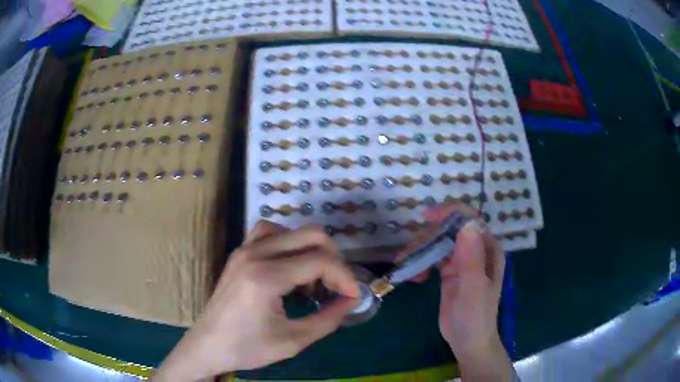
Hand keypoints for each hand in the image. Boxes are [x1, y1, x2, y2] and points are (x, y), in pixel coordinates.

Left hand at [153, 221, 359, 380]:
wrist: (208, 346)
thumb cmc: (247, 348)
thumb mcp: (293, 341)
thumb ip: (329, 319)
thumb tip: (351, 300)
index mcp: (266, 276)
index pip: (321, 260)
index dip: (345, 277)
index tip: (353, 297)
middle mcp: (255, 254)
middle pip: (311, 235)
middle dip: (334, 259)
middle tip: (336, 287)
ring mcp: (244, 250)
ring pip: (290, 229)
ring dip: (310, 249)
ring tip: (312, 278)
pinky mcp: (239, 253)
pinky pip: (269, 233)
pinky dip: (288, 243)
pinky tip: (290, 267)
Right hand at [406, 203, 512, 380]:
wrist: (467, 341)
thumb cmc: (475, 316)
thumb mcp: (473, 288)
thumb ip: (471, 258)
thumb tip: (466, 224)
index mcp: (488, 249)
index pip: (470, 220)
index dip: (450, 213)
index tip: (427, 218)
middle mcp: (476, 250)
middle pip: (450, 230)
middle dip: (428, 237)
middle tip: (408, 254)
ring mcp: (462, 261)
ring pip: (439, 243)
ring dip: (421, 251)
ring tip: (407, 268)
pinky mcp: (450, 272)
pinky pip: (433, 258)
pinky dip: (422, 263)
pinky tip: (415, 277)